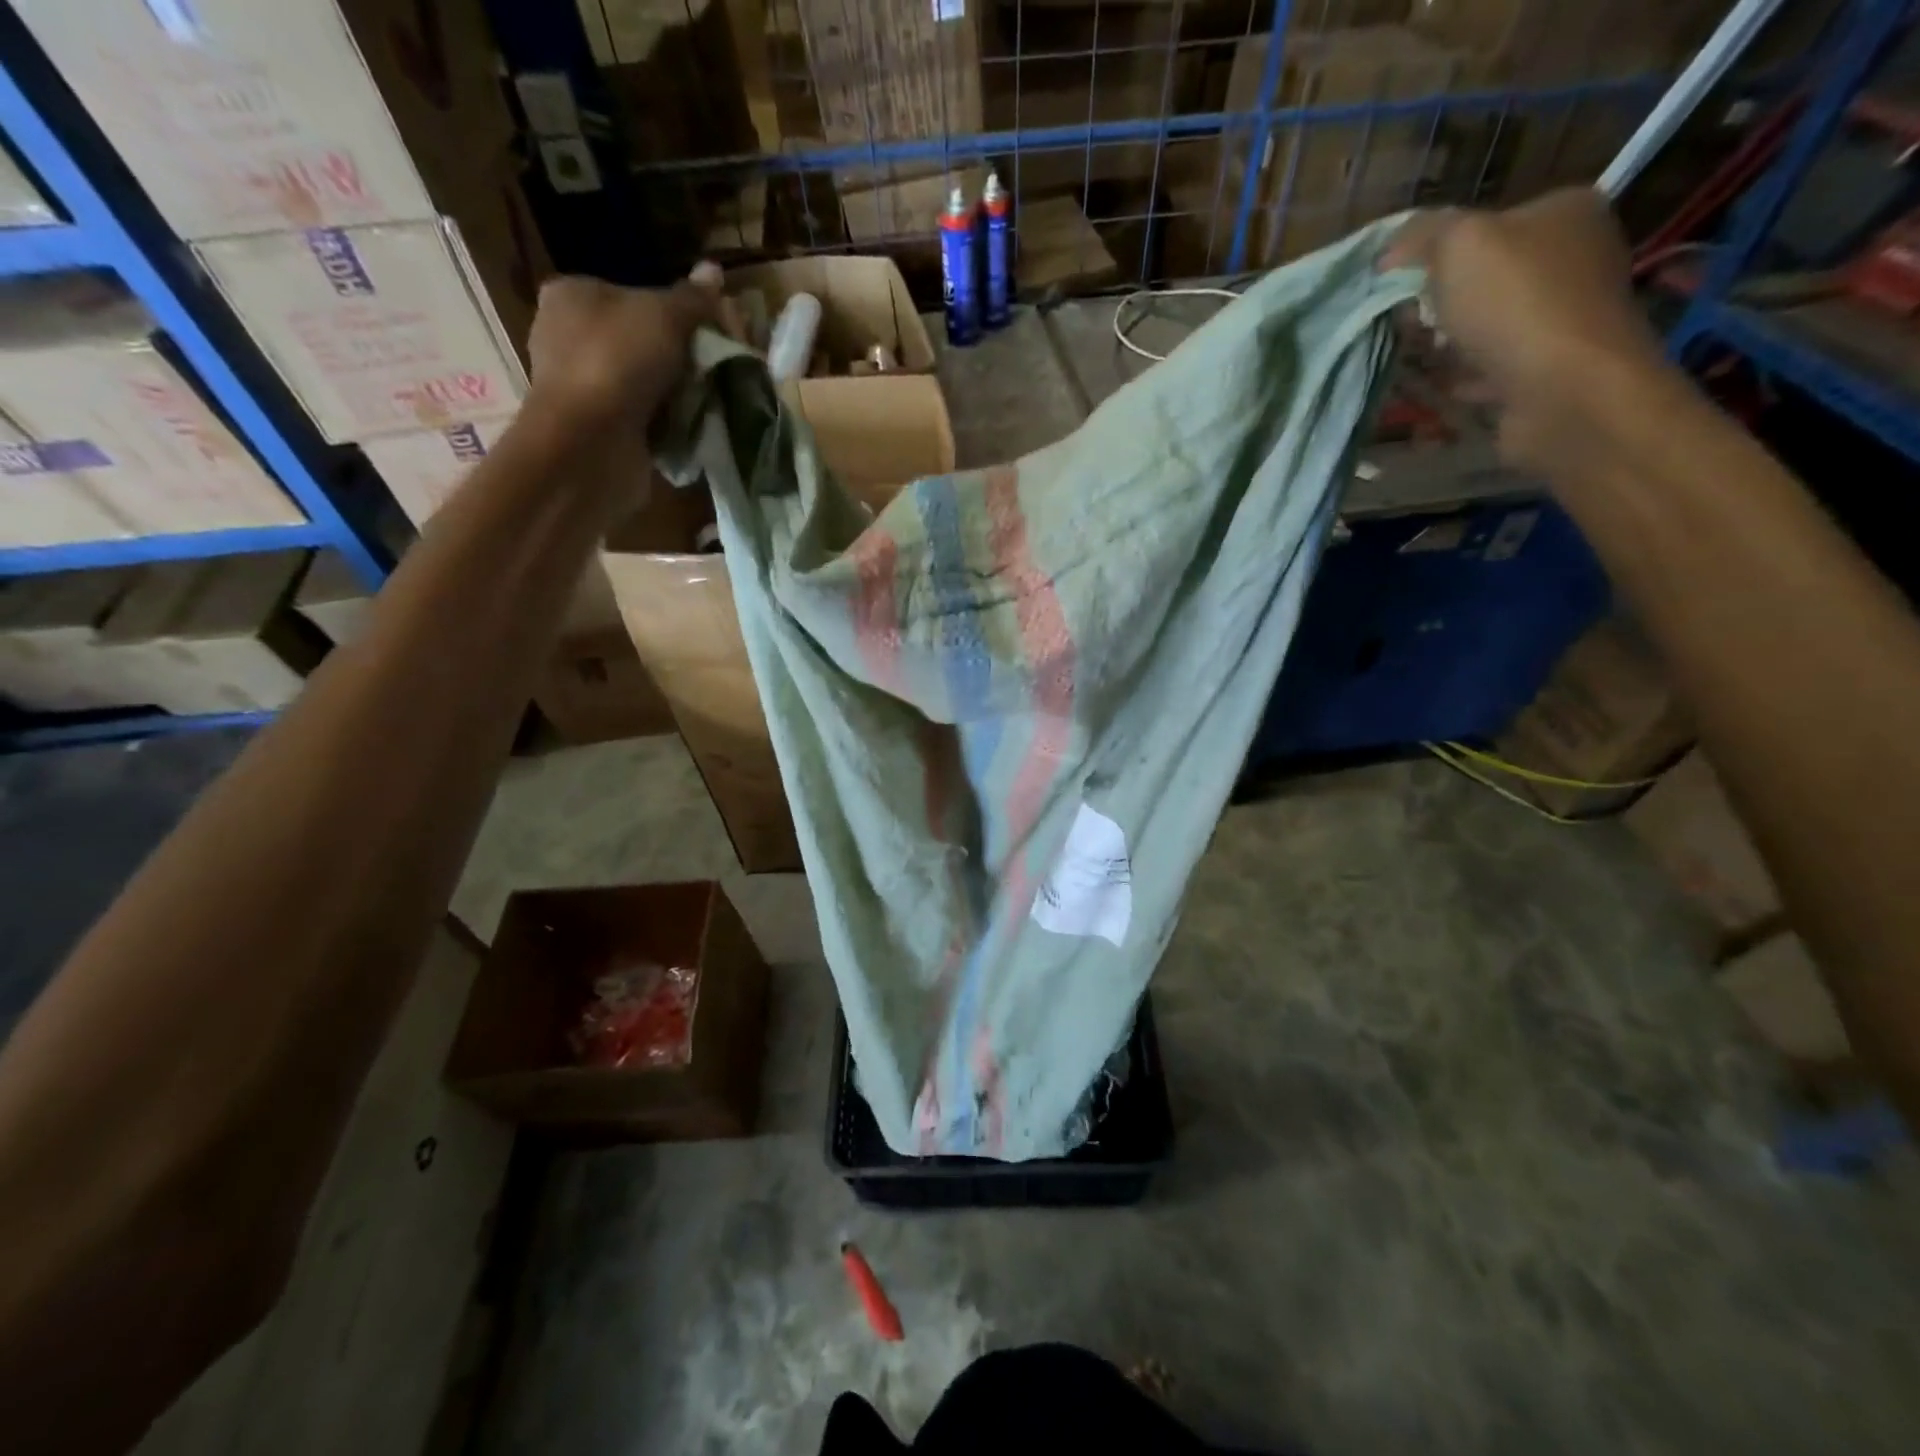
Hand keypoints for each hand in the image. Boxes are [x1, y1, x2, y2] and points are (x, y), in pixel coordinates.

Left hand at [525, 265, 722, 432]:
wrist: (590, 443)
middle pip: (641, 340)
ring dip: (677, 393)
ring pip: (645, 382)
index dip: (675, 310)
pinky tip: (692, 427)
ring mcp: (581, 387)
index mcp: (572, 295)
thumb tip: (714, 270)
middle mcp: (568, 337)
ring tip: (711, 398)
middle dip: (680, 356)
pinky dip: (667, 423)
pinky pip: (644, 418)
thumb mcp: (664, 316)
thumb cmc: (617, 362)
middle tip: (716, 366)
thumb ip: (692, 299)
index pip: (632, 294)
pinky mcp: (597, 429)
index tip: (710, 330)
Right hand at [1383, 189, 1676, 475]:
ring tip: (1417, 356)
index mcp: (1565, 212)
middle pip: (1486, 277)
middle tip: (1407, 323)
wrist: (1564, 389)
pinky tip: (1443, 386)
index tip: (1400, 283)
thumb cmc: (1514, 304)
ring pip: (1489, 324)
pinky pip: (1494, 368)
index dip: (1437, 252)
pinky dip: (1466, 377)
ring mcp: (1566, 317)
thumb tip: (1390, 252)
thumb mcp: (1460, 244)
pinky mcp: (1551, 370)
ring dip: (1450, 343)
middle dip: (1440, 302)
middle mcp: (1575, 258)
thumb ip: (1423, 234)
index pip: (1488, 223)